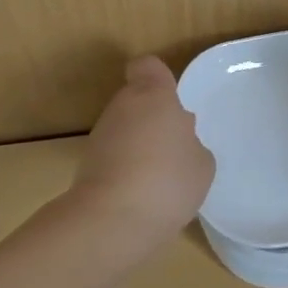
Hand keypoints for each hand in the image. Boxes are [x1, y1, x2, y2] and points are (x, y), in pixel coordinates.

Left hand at [70, 56, 214, 244]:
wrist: (112, 220)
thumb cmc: (168, 180)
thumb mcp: (202, 163)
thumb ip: (191, 143)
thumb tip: (178, 140)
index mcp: (154, 96)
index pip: (148, 66)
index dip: (158, 77)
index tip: (171, 99)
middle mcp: (122, 107)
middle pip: (136, 100)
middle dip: (153, 119)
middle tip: (175, 148)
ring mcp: (100, 136)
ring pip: (123, 130)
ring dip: (139, 146)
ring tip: (160, 178)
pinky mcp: (85, 165)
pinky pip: (113, 158)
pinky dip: (125, 170)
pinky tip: (142, 196)